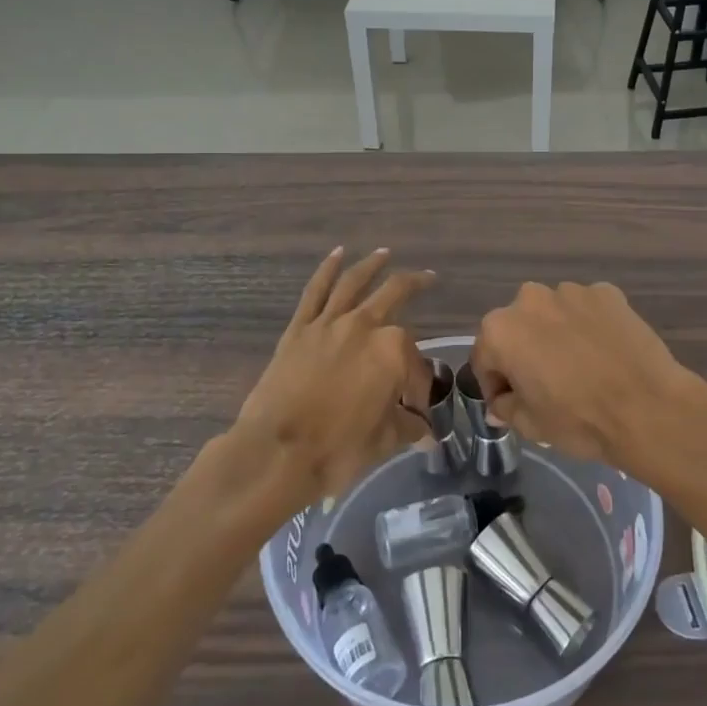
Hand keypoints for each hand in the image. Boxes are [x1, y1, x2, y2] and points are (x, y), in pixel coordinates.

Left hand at [234, 248, 434, 505]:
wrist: (278, 452)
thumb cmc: (338, 449)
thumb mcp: (385, 441)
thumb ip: (409, 428)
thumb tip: (426, 432)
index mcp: (393, 350)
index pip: (416, 362)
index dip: (420, 384)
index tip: (416, 408)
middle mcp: (364, 325)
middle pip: (395, 295)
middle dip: (416, 285)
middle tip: (428, 279)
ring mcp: (329, 323)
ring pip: (355, 283)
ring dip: (372, 265)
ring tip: (384, 253)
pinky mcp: (299, 329)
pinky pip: (315, 291)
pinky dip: (327, 269)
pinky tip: (337, 254)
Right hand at [470, 281, 706, 474]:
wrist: (648, 408)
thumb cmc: (579, 420)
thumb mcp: (531, 425)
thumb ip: (506, 407)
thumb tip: (501, 401)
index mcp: (501, 330)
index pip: (485, 358)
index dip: (495, 384)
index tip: (510, 403)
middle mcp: (530, 299)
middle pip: (517, 328)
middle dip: (524, 351)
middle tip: (546, 384)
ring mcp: (571, 291)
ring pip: (552, 314)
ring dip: (556, 334)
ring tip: (580, 366)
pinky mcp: (607, 292)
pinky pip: (587, 309)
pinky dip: (588, 326)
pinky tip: (604, 352)